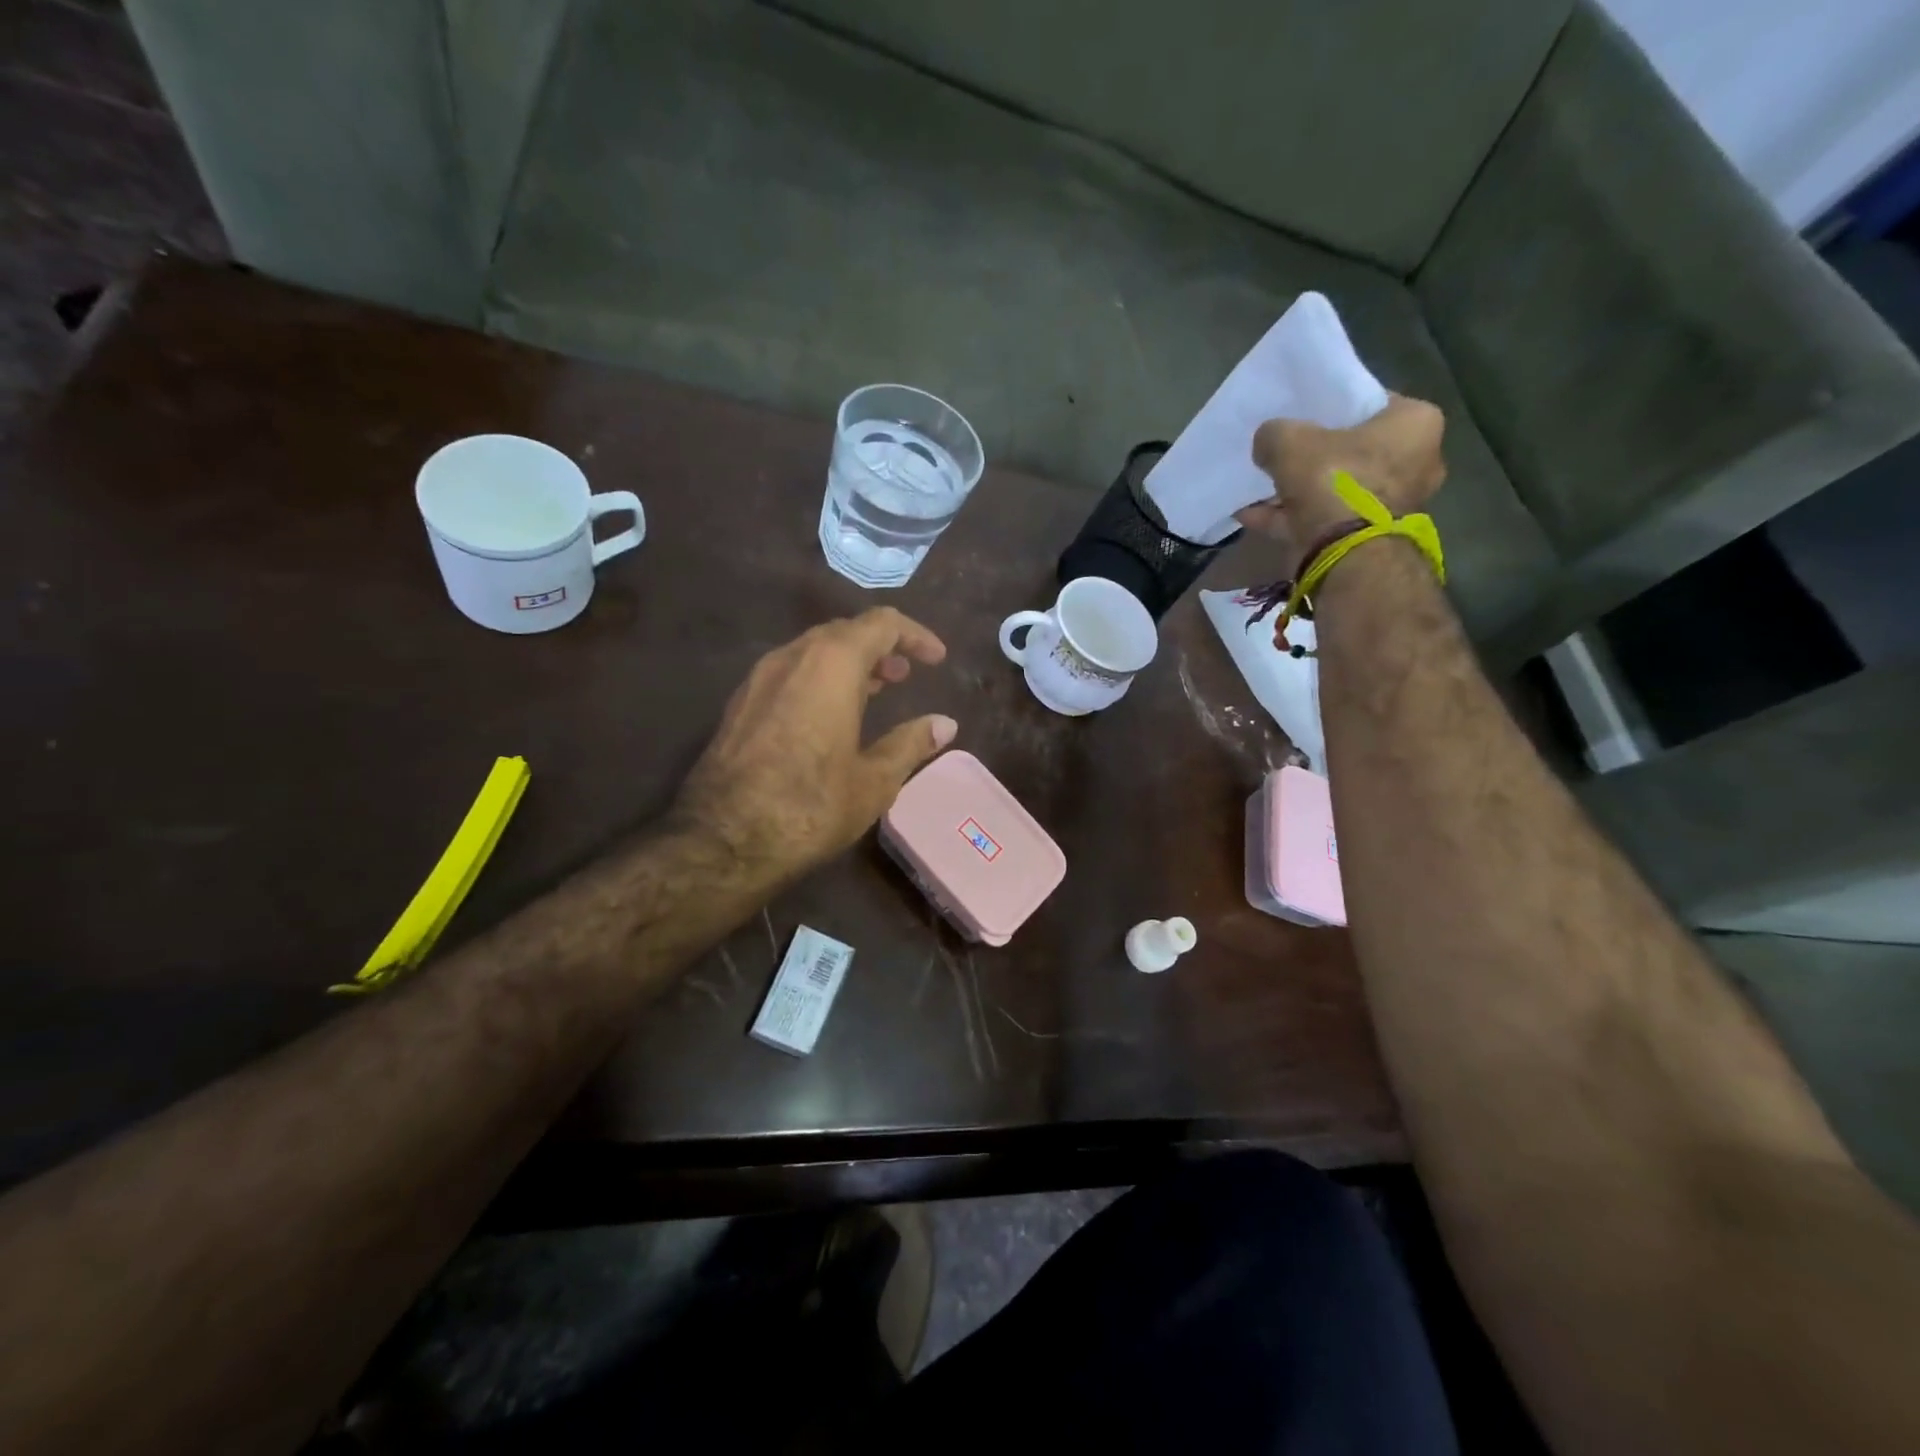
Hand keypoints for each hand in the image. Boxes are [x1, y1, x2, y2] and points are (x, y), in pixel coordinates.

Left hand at [674, 608, 956, 884]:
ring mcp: (759, 678)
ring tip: (874, 690)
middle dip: (880, 647)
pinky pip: (789, 672)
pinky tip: (829, 714)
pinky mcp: (740, 703)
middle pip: (844, 631)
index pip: (882, 624)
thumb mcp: (874, 781)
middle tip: (905, 675)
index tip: (935, 660)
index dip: (914, 636)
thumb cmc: (810, 806)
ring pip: (812, 651)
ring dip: (848, 662)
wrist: (723, 840)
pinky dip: (819, 678)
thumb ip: (911, 744)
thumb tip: (945, 724)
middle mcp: (792, 657)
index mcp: (832, 664)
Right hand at [1235, 395, 1446, 575]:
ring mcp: (1393, 504)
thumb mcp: (1292, 442)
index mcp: (1416, 422)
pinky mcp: (1369, 537)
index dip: (1331, 408)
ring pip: (1336, 489)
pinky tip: (1252, 515)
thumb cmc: (1334, 481)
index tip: (1302, 417)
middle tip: (1279, 456)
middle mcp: (1417, 462)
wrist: (1346, 555)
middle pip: (1352, 451)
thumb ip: (1275, 433)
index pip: (1370, 403)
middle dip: (1312, 457)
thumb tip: (1266, 442)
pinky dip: (1292, 517)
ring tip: (1258, 490)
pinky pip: (1325, 519)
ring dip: (1296, 491)